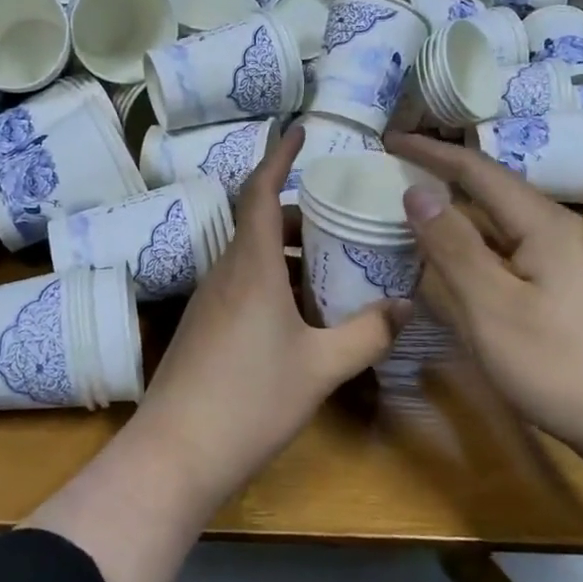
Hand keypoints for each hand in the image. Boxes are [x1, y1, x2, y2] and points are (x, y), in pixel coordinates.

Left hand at [143, 125, 407, 493]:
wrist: (176, 452)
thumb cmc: (250, 400)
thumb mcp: (321, 367)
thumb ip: (367, 334)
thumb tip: (406, 306)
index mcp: (251, 265)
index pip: (261, 191)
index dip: (279, 156)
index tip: (299, 130)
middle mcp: (225, 272)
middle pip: (260, 223)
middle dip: (300, 215)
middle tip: (342, 221)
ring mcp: (209, 300)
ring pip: (251, 256)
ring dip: (288, 252)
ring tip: (332, 267)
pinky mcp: (203, 326)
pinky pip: (242, 284)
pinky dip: (273, 280)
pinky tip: (300, 313)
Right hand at [385, 132, 582, 452]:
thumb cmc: (560, 364)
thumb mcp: (492, 305)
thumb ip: (452, 246)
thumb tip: (417, 190)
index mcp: (541, 223)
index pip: (476, 170)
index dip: (430, 151)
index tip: (389, 139)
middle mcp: (558, 230)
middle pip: (491, 190)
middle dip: (442, 176)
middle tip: (394, 173)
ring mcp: (567, 261)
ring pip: (500, 223)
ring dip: (457, 214)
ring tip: (413, 213)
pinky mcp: (568, 290)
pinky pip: (509, 251)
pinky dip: (474, 246)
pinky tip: (456, 264)